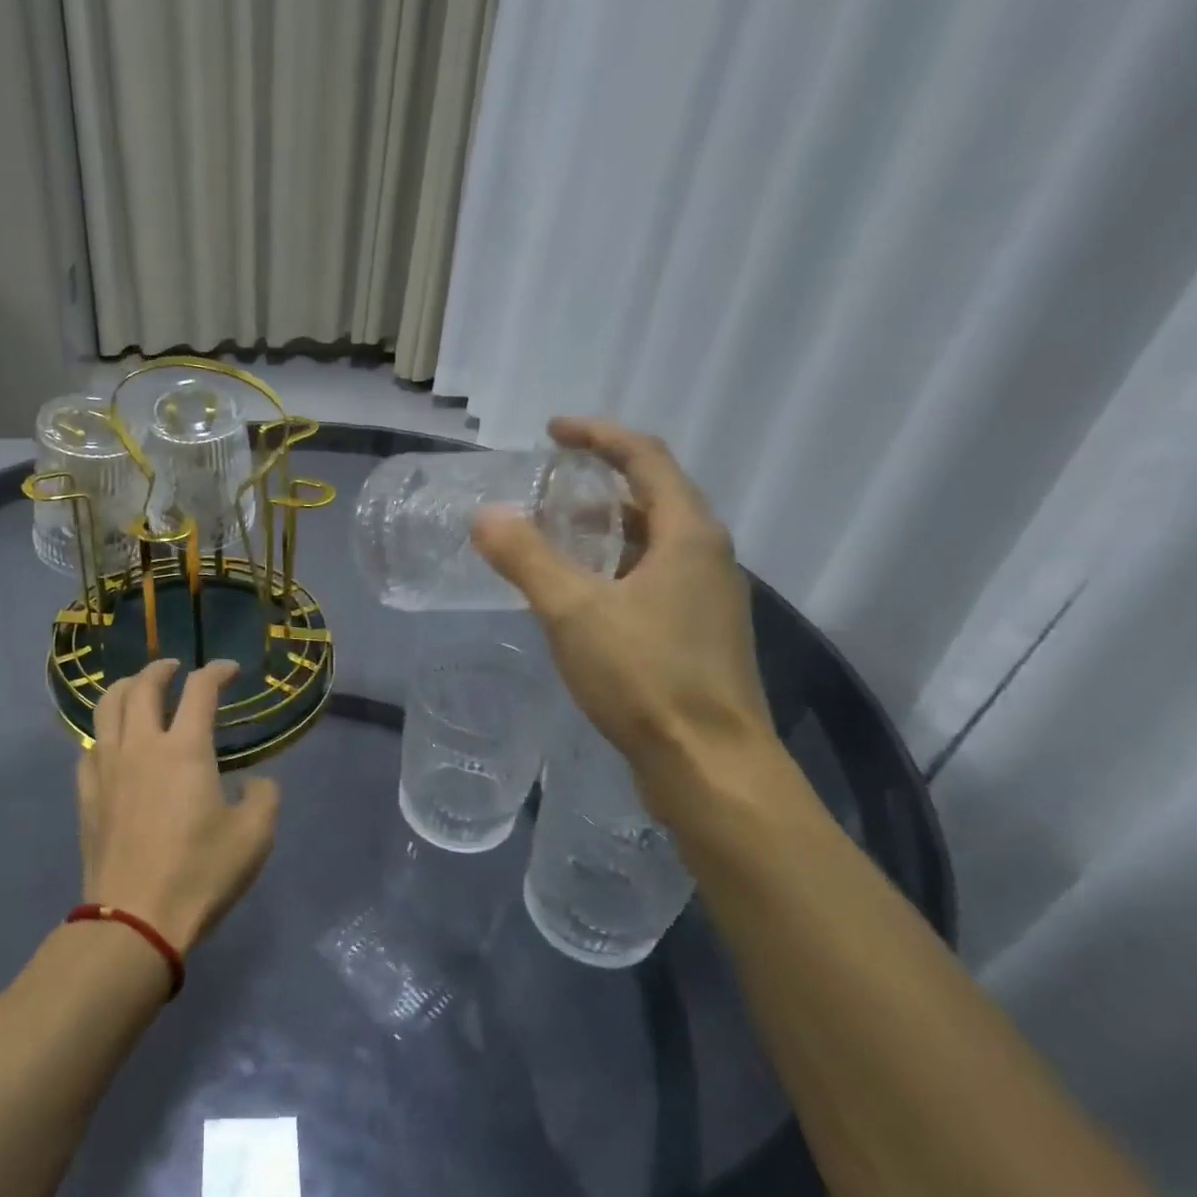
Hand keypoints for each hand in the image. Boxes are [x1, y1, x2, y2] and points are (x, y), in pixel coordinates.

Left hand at [75, 658, 280, 951]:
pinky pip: (90, 746)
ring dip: (125, 688)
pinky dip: (105, 731)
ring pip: (107, 707)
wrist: (134, 918)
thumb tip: (256, 783)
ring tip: (138, 689)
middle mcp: (141, 745)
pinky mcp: (88, 794)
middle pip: (142, 686)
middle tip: (176, 669)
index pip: (200, 690)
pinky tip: (114, 743)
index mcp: (185, 749)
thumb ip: (264, 798)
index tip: (230, 671)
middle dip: (161, 669)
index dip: (218, 671)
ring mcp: (107, 768)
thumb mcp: (254, 837)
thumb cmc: (199, 873)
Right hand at [472, 418, 774, 814]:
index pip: (645, 458)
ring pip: (651, 542)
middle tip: (548, 486)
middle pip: (653, 497)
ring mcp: (706, 598)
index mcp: (688, 534)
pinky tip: (579, 595)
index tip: (552, 431)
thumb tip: (486, 515)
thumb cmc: (646, 677)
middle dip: (599, 482)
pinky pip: (651, 578)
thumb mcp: (573, 611)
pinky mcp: (697, 634)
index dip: (598, 436)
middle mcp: (707, 556)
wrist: (710, 765)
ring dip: (605, 528)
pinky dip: (612, 567)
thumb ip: (526, 559)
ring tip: (555, 534)